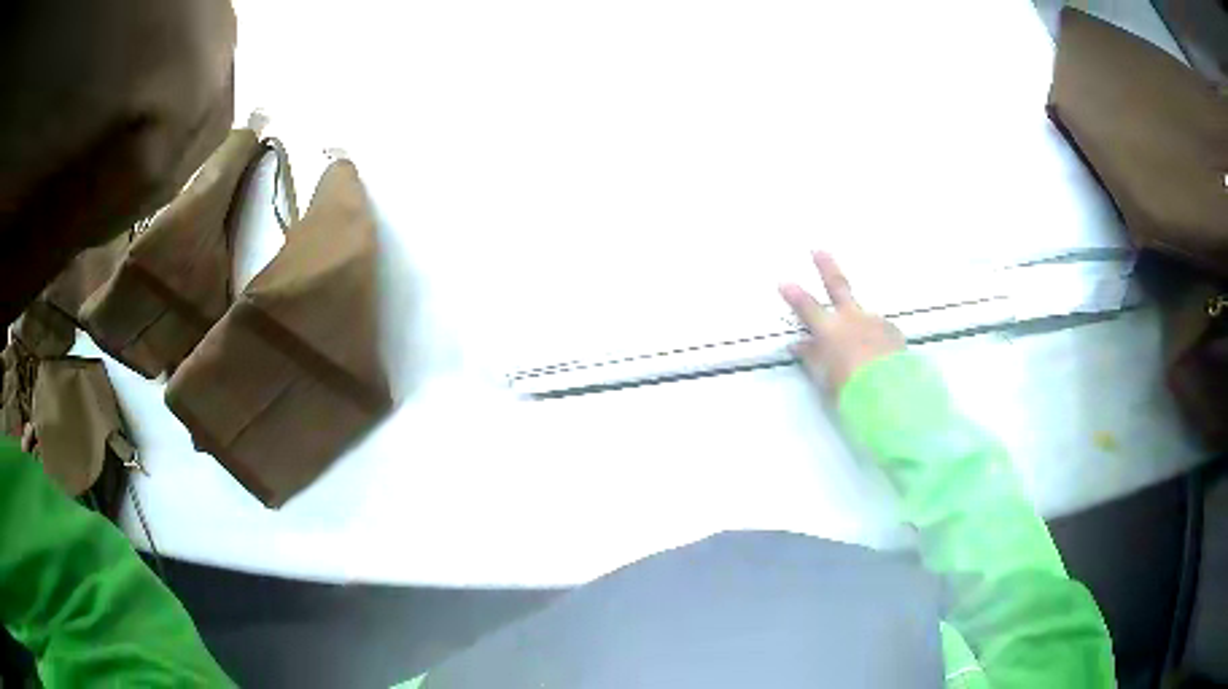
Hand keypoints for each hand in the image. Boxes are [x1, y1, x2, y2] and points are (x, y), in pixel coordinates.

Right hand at [780, 252, 905, 394]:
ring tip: (861, 345)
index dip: (794, 295)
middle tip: (818, 250)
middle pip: (838, 286)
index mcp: (830, 330)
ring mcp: (875, 322)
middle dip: (826, 266)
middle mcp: (852, 319)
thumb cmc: (850, 387)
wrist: (889, 392)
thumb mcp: (825, 377)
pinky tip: (878, 353)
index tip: (784, 281)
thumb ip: (813, 357)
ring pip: (863, 314)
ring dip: (860, 321)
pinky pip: (880, 330)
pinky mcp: (894, 332)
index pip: (807, 308)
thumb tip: (800, 345)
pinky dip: (876, 338)